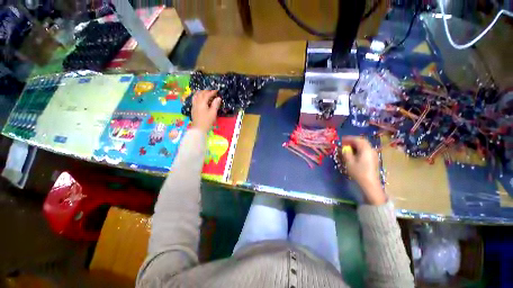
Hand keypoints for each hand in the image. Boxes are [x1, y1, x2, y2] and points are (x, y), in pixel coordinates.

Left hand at [191, 90, 221, 132]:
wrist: (199, 129)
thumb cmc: (207, 121)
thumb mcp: (213, 113)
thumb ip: (215, 104)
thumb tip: (218, 98)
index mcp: (202, 103)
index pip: (207, 95)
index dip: (212, 92)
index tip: (216, 90)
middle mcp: (197, 103)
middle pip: (200, 94)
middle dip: (206, 91)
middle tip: (211, 91)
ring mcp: (194, 106)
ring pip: (196, 96)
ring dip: (200, 93)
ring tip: (204, 92)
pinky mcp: (193, 109)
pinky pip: (194, 100)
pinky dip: (197, 97)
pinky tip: (199, 99)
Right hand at [338, 136, 386, 204]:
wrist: (370, 183)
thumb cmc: (358, 172)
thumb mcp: (349, 162)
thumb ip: (346, 152)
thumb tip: (345, 148)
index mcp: (365, 149)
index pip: (357, 139)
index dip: (349, 138)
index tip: (341, 139)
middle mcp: (371, 150)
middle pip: (362, 141)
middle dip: (353, 140)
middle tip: (344, 143)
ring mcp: (373, 154)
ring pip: (364, 145)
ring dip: (356, 144)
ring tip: (348, 147)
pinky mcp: (373, 159)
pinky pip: (366, 150)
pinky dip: (359, 148)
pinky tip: (354, 153)